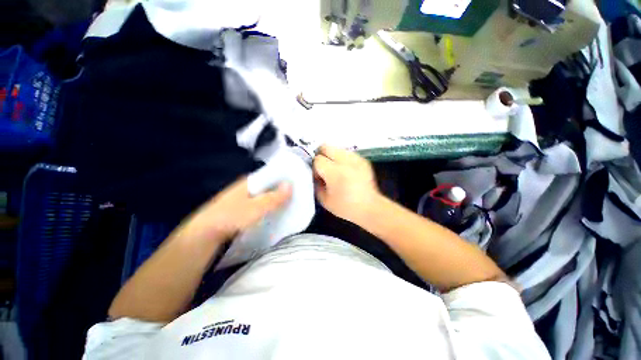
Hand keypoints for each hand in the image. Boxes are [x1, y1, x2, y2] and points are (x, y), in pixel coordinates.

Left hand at [174, 178, 291, 245]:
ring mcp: (243, 198)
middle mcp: (247, 187)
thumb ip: (274, 197)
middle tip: (297, 195)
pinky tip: (274, 212)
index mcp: (249, 181)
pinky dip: (268, 206)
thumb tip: (291, 184)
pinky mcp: (241, 208)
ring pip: (264, 195)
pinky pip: (259, 204)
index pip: (271, 175)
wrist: (204, 234)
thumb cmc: (232, 216)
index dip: (284, 178)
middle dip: (281, 190)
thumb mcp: (256, 207)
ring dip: (275, 199)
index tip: (297, 183)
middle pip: (268, 185)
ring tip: (290, 203)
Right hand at [313, 145, 381, 222]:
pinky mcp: (362, 159)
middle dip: (321, 155)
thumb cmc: (346, 207)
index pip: (318, 159)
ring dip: (331, 156)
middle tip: (323, 168)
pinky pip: (346, 153)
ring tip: (335, 169)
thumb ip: (316, 184)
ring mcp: (356, 158)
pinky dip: (341, 158)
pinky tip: (345, 170)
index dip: (315, 168)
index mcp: (335, 172)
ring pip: (336, 148)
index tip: (319, 177)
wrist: (370, 208)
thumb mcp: (324, 200)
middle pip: (326, 146)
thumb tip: (315, 173)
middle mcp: (346, 161)